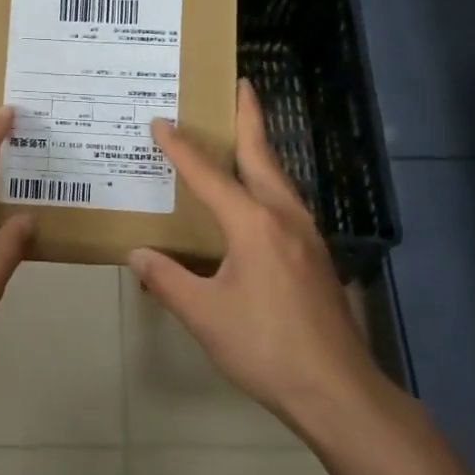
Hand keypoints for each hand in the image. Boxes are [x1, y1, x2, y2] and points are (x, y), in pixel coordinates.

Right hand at [129, 81, 381, 427]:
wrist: (336, 389)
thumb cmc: (265, 347)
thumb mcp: (204, 315)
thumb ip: (168, 280)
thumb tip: (137, 254)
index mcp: (253, 224)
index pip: (209, 175)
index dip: (181, 148)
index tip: (160, 121)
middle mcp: (284, 217)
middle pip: (262, 156)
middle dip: (250, 118)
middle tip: (240, 85)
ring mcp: (306, 235)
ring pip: (279, 179)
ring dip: (261, 150)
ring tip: (244, 134)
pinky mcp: (315, 256)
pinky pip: (286, 202)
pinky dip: (268, 182)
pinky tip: (258, 198)